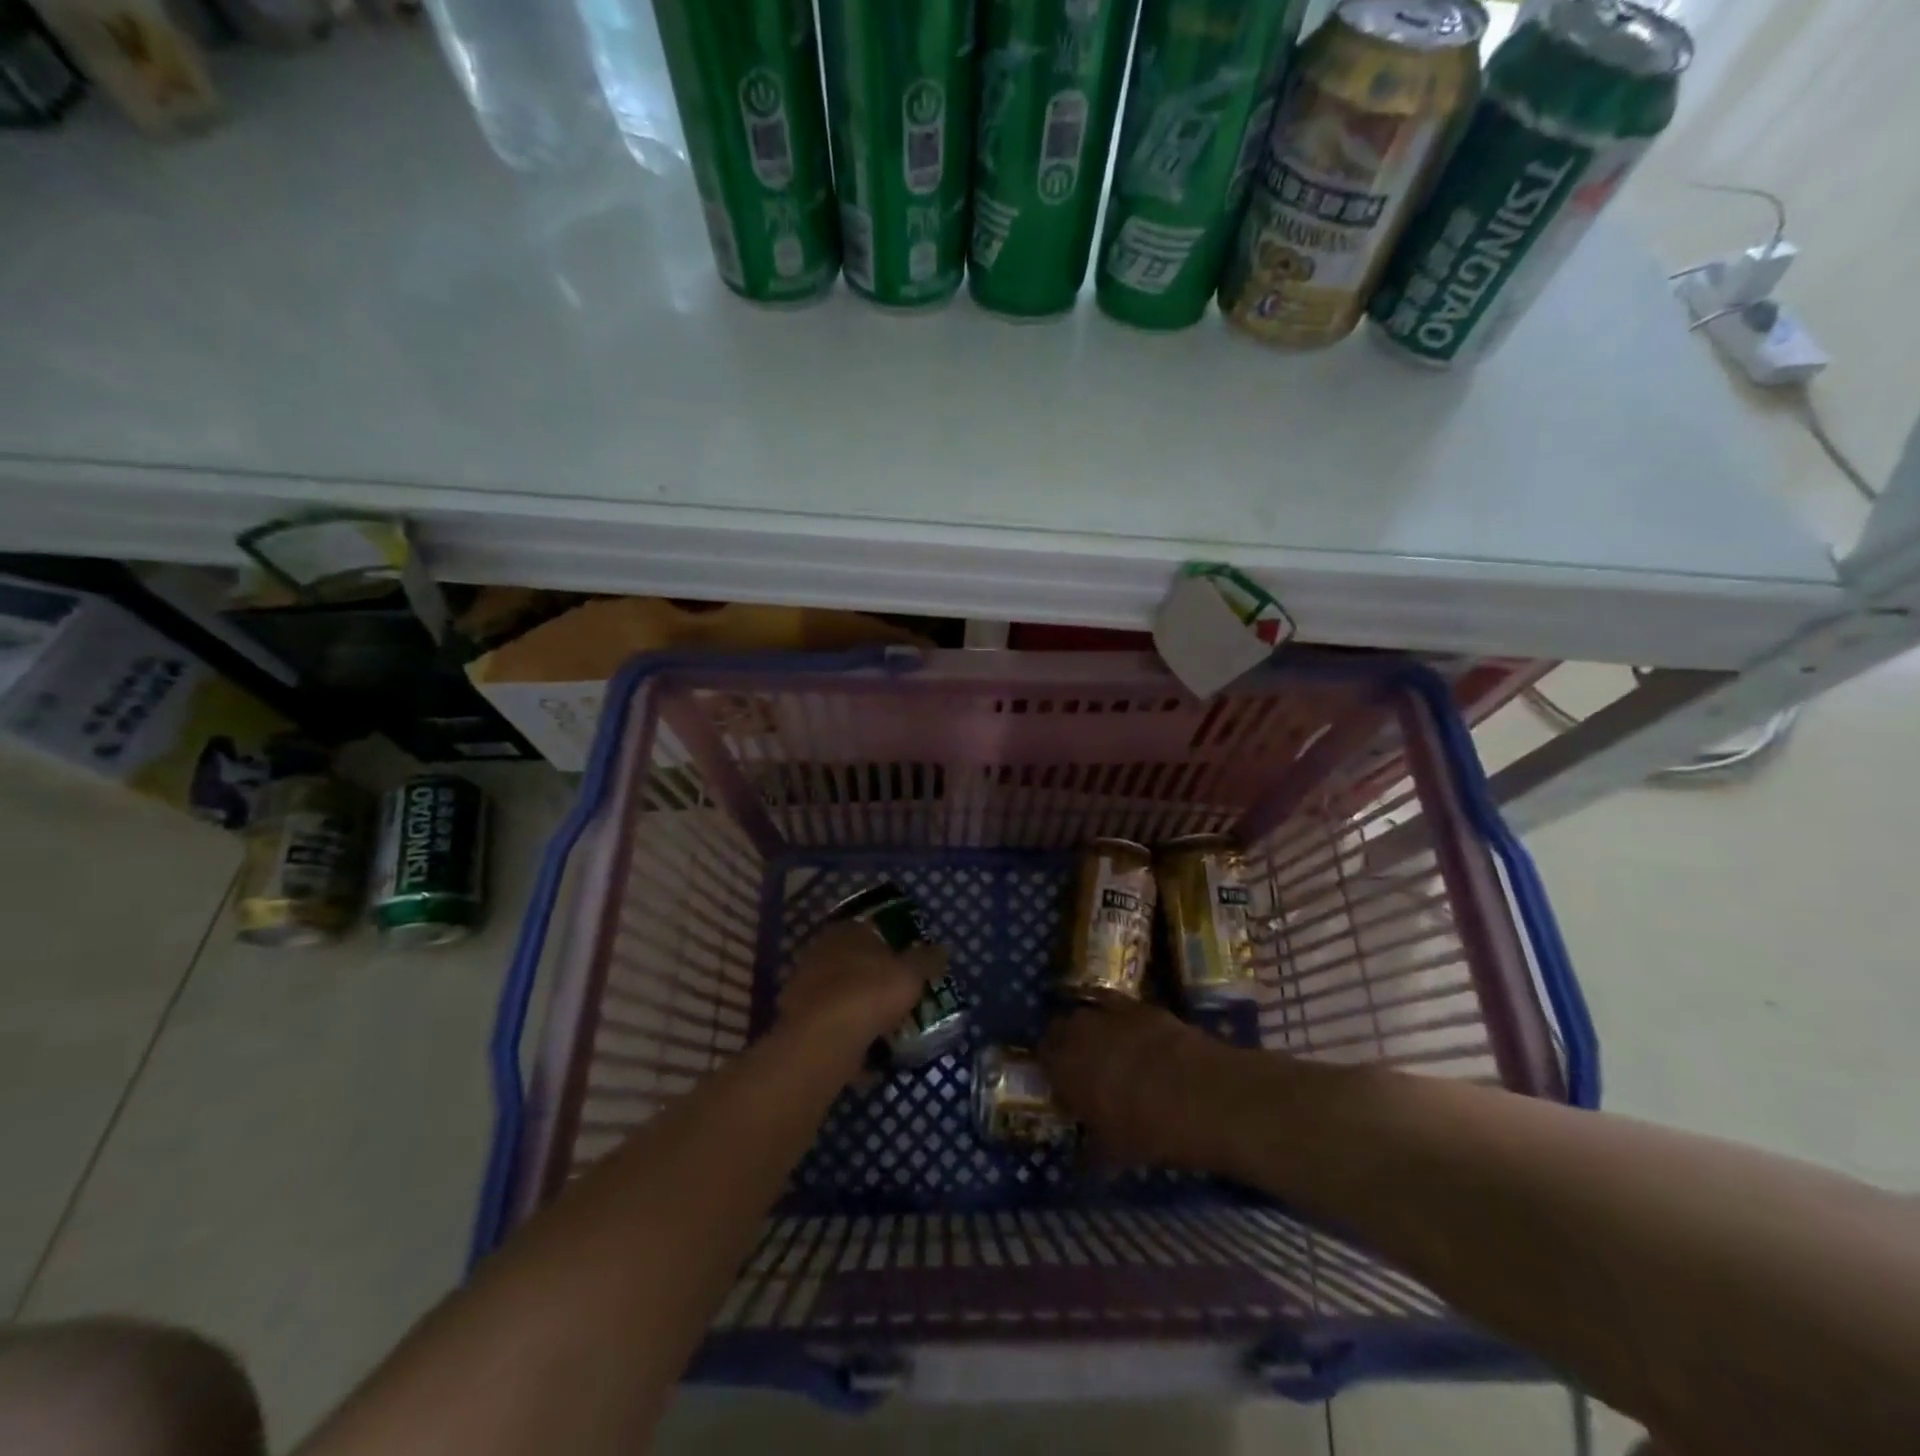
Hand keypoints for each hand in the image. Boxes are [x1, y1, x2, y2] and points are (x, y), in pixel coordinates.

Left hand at [779, 920, 945, 1072]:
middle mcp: (820, 952)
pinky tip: (865, 1057)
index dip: (892, 949)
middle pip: (854, 964)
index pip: (872, 932)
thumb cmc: (870, 992)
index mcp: (847, 931)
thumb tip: (942, 949)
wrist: (823, 1037)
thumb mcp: (911, 974)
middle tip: (898, 1001)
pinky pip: (830, 1027)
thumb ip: (926, 961)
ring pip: (840, 996)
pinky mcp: (797, 1021)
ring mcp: (805, 987)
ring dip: (859, 1011)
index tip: (908, 970)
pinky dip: (846, 1038)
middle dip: (873, 981)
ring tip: (884, 1031)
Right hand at [1041, 998, 1226, 1170]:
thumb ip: (1091, 1150)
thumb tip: (1084, 1159)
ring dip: (1095, 1027)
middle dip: (1069, 1042)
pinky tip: (1139, 1040)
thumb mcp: (1114, 1152)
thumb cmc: (1148, 1129)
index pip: (1043, 1056)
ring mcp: (1112, 1012)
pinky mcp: (1143, 1006)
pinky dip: (1124, 1021)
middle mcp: (1081, 1031)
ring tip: (1111, 1049)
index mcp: (1064, 1066)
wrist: (1202, 1096)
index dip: (1053, 1069)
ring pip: (1091, 1011)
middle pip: (1063, 1026)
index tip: (1063, 1085)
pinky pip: (1122, 1008)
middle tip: (1083, 1066)